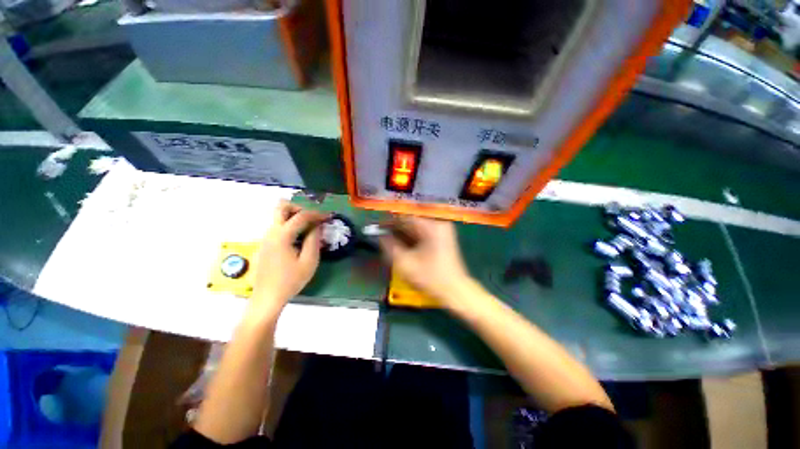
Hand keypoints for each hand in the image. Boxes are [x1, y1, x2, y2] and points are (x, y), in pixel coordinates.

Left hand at [251, 202, 328, 315]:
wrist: (267, 298)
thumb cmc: (290, 281)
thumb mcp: (309, 261)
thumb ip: (314, 240)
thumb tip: (318, 226)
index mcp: (282, 236)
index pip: (301, 216)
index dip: (317, 214)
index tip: (328, 217)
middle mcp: (271, 232)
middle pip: (282, 207)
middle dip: (300, 208)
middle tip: (312, 219)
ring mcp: (266, 238)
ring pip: (279, 217)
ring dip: (295, 217)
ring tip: (309, 229)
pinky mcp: (265, 244)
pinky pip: (278, 227)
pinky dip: (290, 226)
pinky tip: (299, 239)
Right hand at [379, 216, 471, 306]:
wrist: (455, 291)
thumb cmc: (430, 277)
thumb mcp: (405, 263)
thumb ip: (390, 246)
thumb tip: (380, 235)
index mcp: (431, 227)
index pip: (406, 216)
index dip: (390, 220)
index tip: (377, 225)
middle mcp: (438, 223)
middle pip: (412, 220)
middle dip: (396, 226)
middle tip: (381, 232)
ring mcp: (442, 230)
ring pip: (417, 226)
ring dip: (403, 232)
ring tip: (389, 238)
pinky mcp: (443, 237)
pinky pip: (423, 232)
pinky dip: (412, 236)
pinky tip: (402, 243)